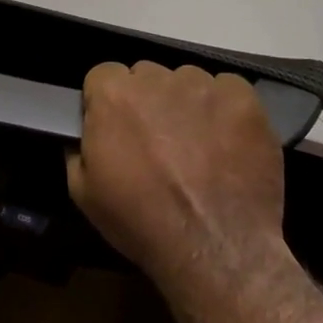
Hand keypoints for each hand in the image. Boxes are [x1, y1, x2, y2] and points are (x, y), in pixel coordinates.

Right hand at [66, 62, 287, 292]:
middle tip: (157, 142)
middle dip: (148, 102)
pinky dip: (225, 110)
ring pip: (188, 82)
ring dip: (186, 105)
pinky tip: (227, 144)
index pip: (103, 76)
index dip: (107, 103)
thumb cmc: (140, 221)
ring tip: (197, 147)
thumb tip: (89, 133)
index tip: (117, 129)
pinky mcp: (243, 98)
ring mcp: (204, 85)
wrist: (212, 246)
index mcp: (114, 95)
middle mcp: (158, 78)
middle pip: (147, 76)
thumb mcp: (83, 192)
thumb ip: (79, 148)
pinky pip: (228, 90)